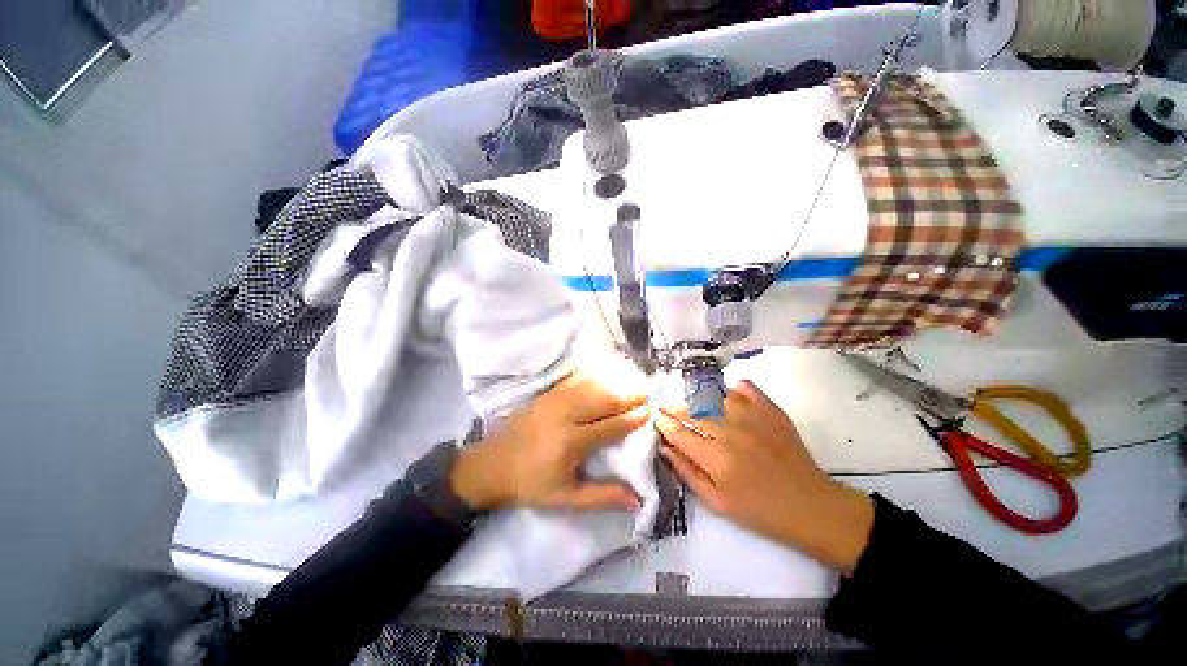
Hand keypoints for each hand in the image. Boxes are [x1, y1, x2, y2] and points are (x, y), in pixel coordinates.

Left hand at [451, 372, 649, 512]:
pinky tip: (601, 377)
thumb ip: (602, 497)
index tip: (648, 411)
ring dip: (611, 385)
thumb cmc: (531, 484)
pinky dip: (591, 379)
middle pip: (603, 400)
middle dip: (626, 396)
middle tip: (645, 392)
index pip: (610, 426)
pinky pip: (573, 382)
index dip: (631, 419)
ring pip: (590, 387)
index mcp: (571, 442)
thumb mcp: (566, 499)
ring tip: (629, 385)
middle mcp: (564, 415)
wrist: (491, 466)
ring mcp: (553, 401)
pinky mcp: (545, 395)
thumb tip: (637, 500)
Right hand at [656, 380, 873, 574]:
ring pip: (714, 397)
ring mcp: (752, 417)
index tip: (656, 419)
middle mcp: (730, 431)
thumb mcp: (716, 502)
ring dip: (699, 400)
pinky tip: (726, 396)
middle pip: (692, 412)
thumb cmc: (760, 511)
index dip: (663, 424)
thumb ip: (687, 472)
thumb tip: (664, 447)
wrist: (811, 507)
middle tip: (668, 411)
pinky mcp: (771, 410)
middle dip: (675, 410)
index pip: (678, 432)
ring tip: (695, 405)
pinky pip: (745, 388)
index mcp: (715, 457)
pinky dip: (732, 389)